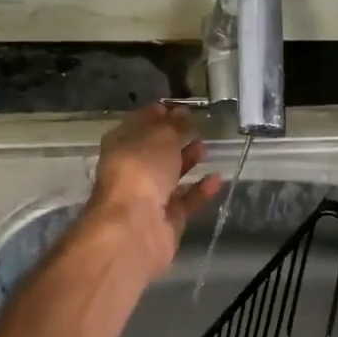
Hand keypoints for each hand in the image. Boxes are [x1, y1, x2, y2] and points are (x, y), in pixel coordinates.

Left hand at [81, 104, 221, 274]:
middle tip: (195, 125)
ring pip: (169, 177)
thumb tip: (184, 113)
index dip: (154, 115)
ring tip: (205, 147)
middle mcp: (130, 172)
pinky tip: (217, 178)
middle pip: (153, 152)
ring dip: (186, 162)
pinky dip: (200, 191)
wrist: (134, 230)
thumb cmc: (141, 172)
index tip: (175, 106)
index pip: (136, 125)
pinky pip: (185, 202)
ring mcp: (147, 199)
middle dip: (172, 139)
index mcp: (120, 147)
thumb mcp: (160, 138)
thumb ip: (175, 126)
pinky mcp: (165, 222)